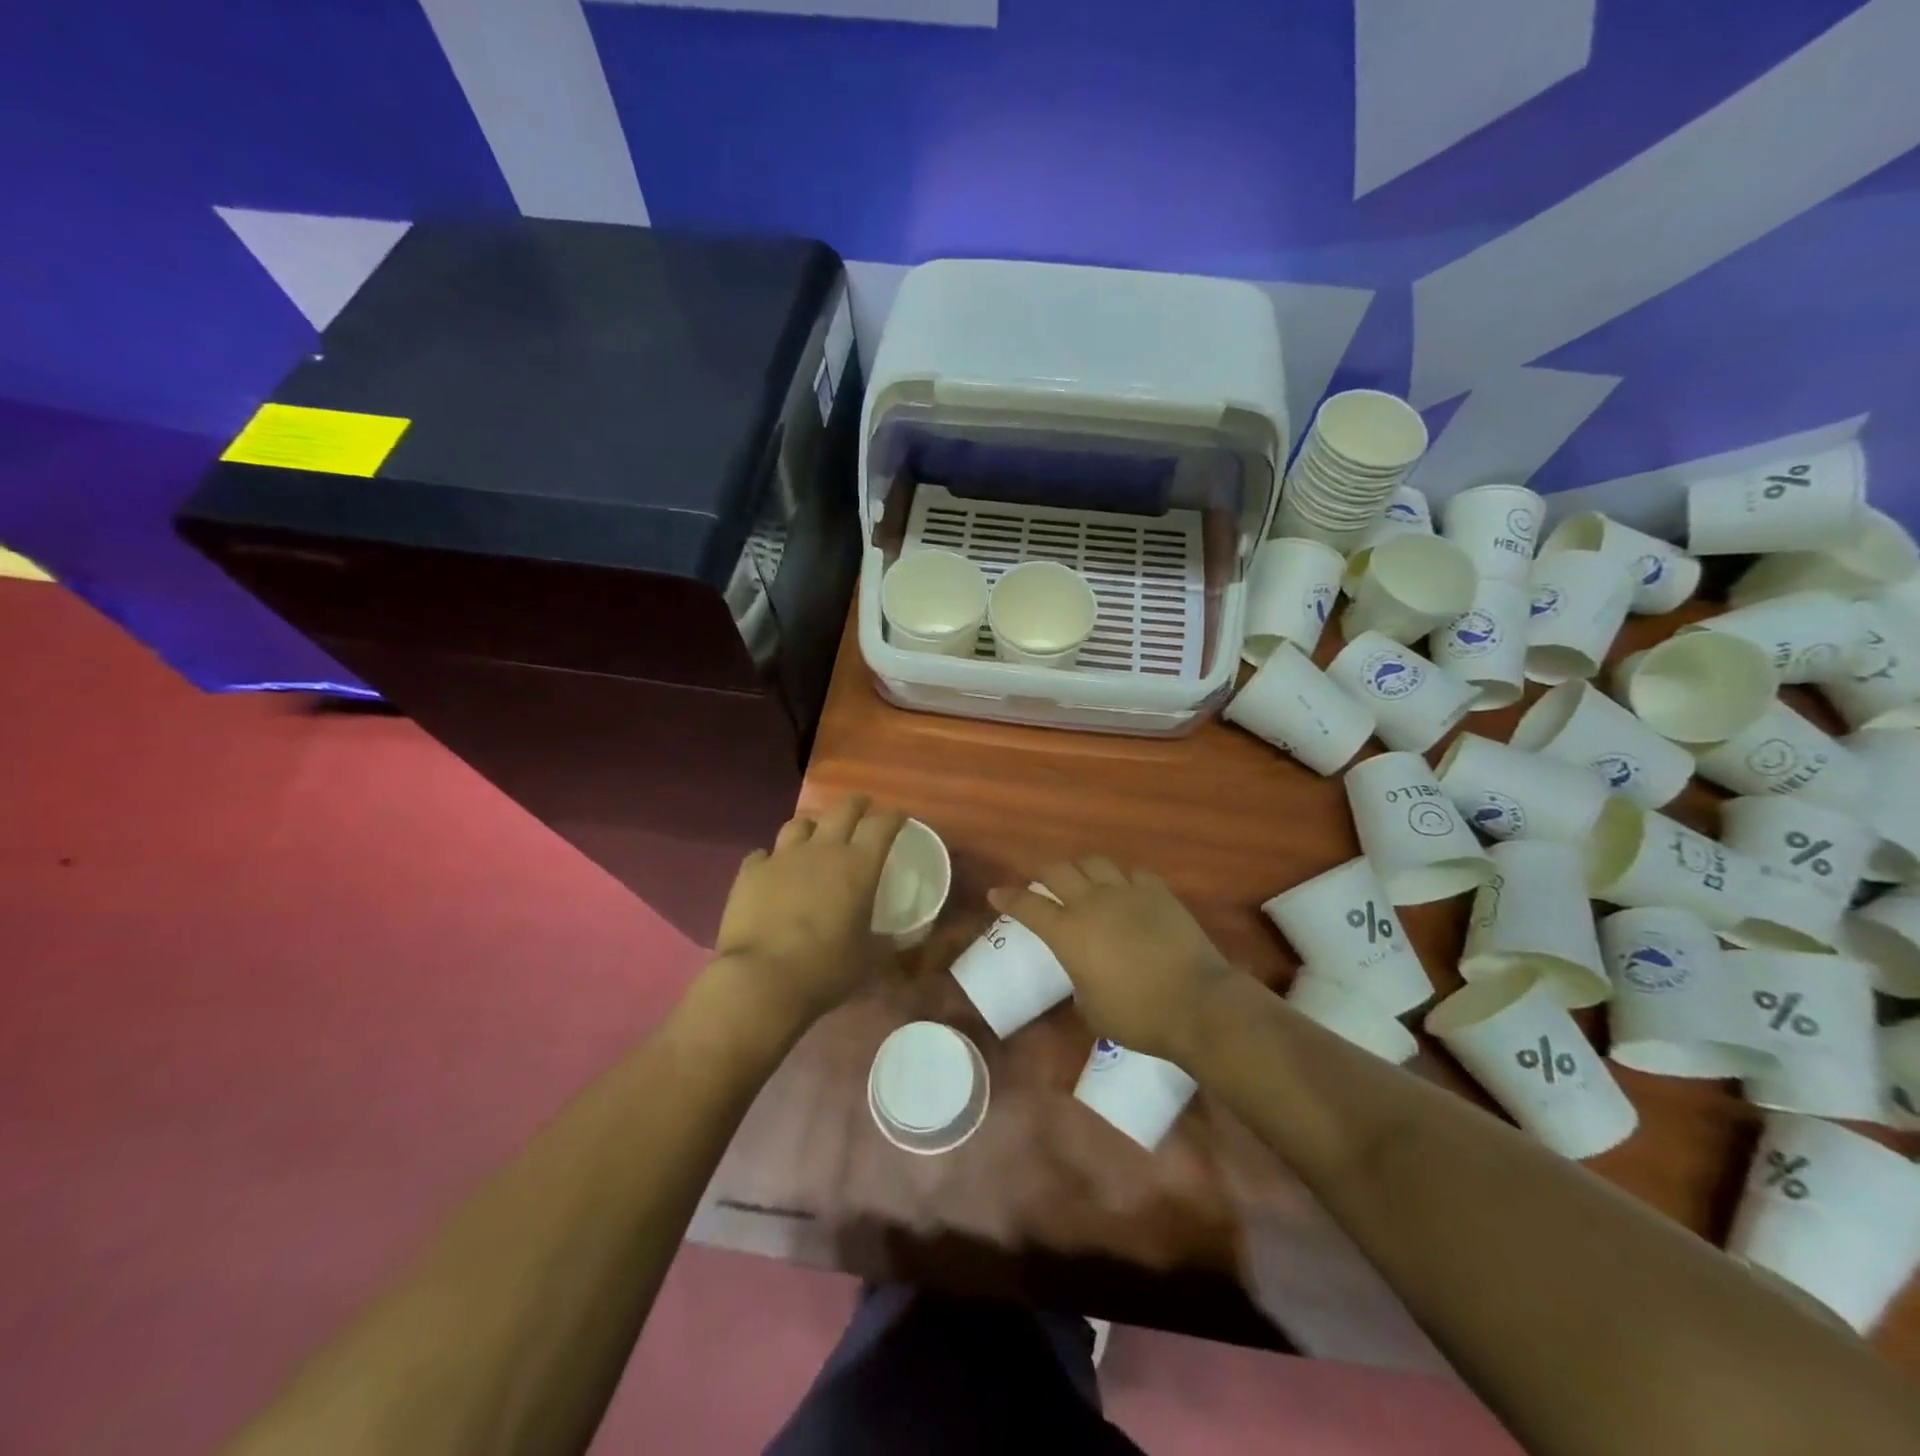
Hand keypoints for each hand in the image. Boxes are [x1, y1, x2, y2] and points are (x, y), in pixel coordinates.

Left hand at [711, 796, 906, 1031]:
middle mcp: (822, 850)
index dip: (894, 817)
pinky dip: (771, 859)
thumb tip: (897, 939)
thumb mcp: (868, 959)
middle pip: (842, 809)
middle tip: (862, 806)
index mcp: (858, 866)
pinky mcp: (750, 872)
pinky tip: (771, 869)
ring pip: (799, 824)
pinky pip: (762, 854)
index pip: (882, 826)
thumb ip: (884, 943)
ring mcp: (782, 857)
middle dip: (856, 804)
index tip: (899, 817)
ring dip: (811, 826)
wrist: (761, 978)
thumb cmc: (826, 968)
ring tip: (814, 835)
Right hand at [989, 858, 1236, 1064]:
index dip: (1008, 898)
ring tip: (1083, 880)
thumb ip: (1079, 980)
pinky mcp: (1158, 892)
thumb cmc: (1138, 1016)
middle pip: (1058, 870)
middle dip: (1043, 873)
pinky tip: (1127, 891)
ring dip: (1082, 869)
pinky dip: (1123, 879)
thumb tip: (1084, 971)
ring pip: (1094, 862)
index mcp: (1068, 933)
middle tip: (1041, 883)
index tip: (996, 893)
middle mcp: (1092, 903)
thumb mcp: (1092, 1010)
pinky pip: (1133, 874)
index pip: (1028, 906)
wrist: (1196, 1002)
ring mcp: (1127, 892)